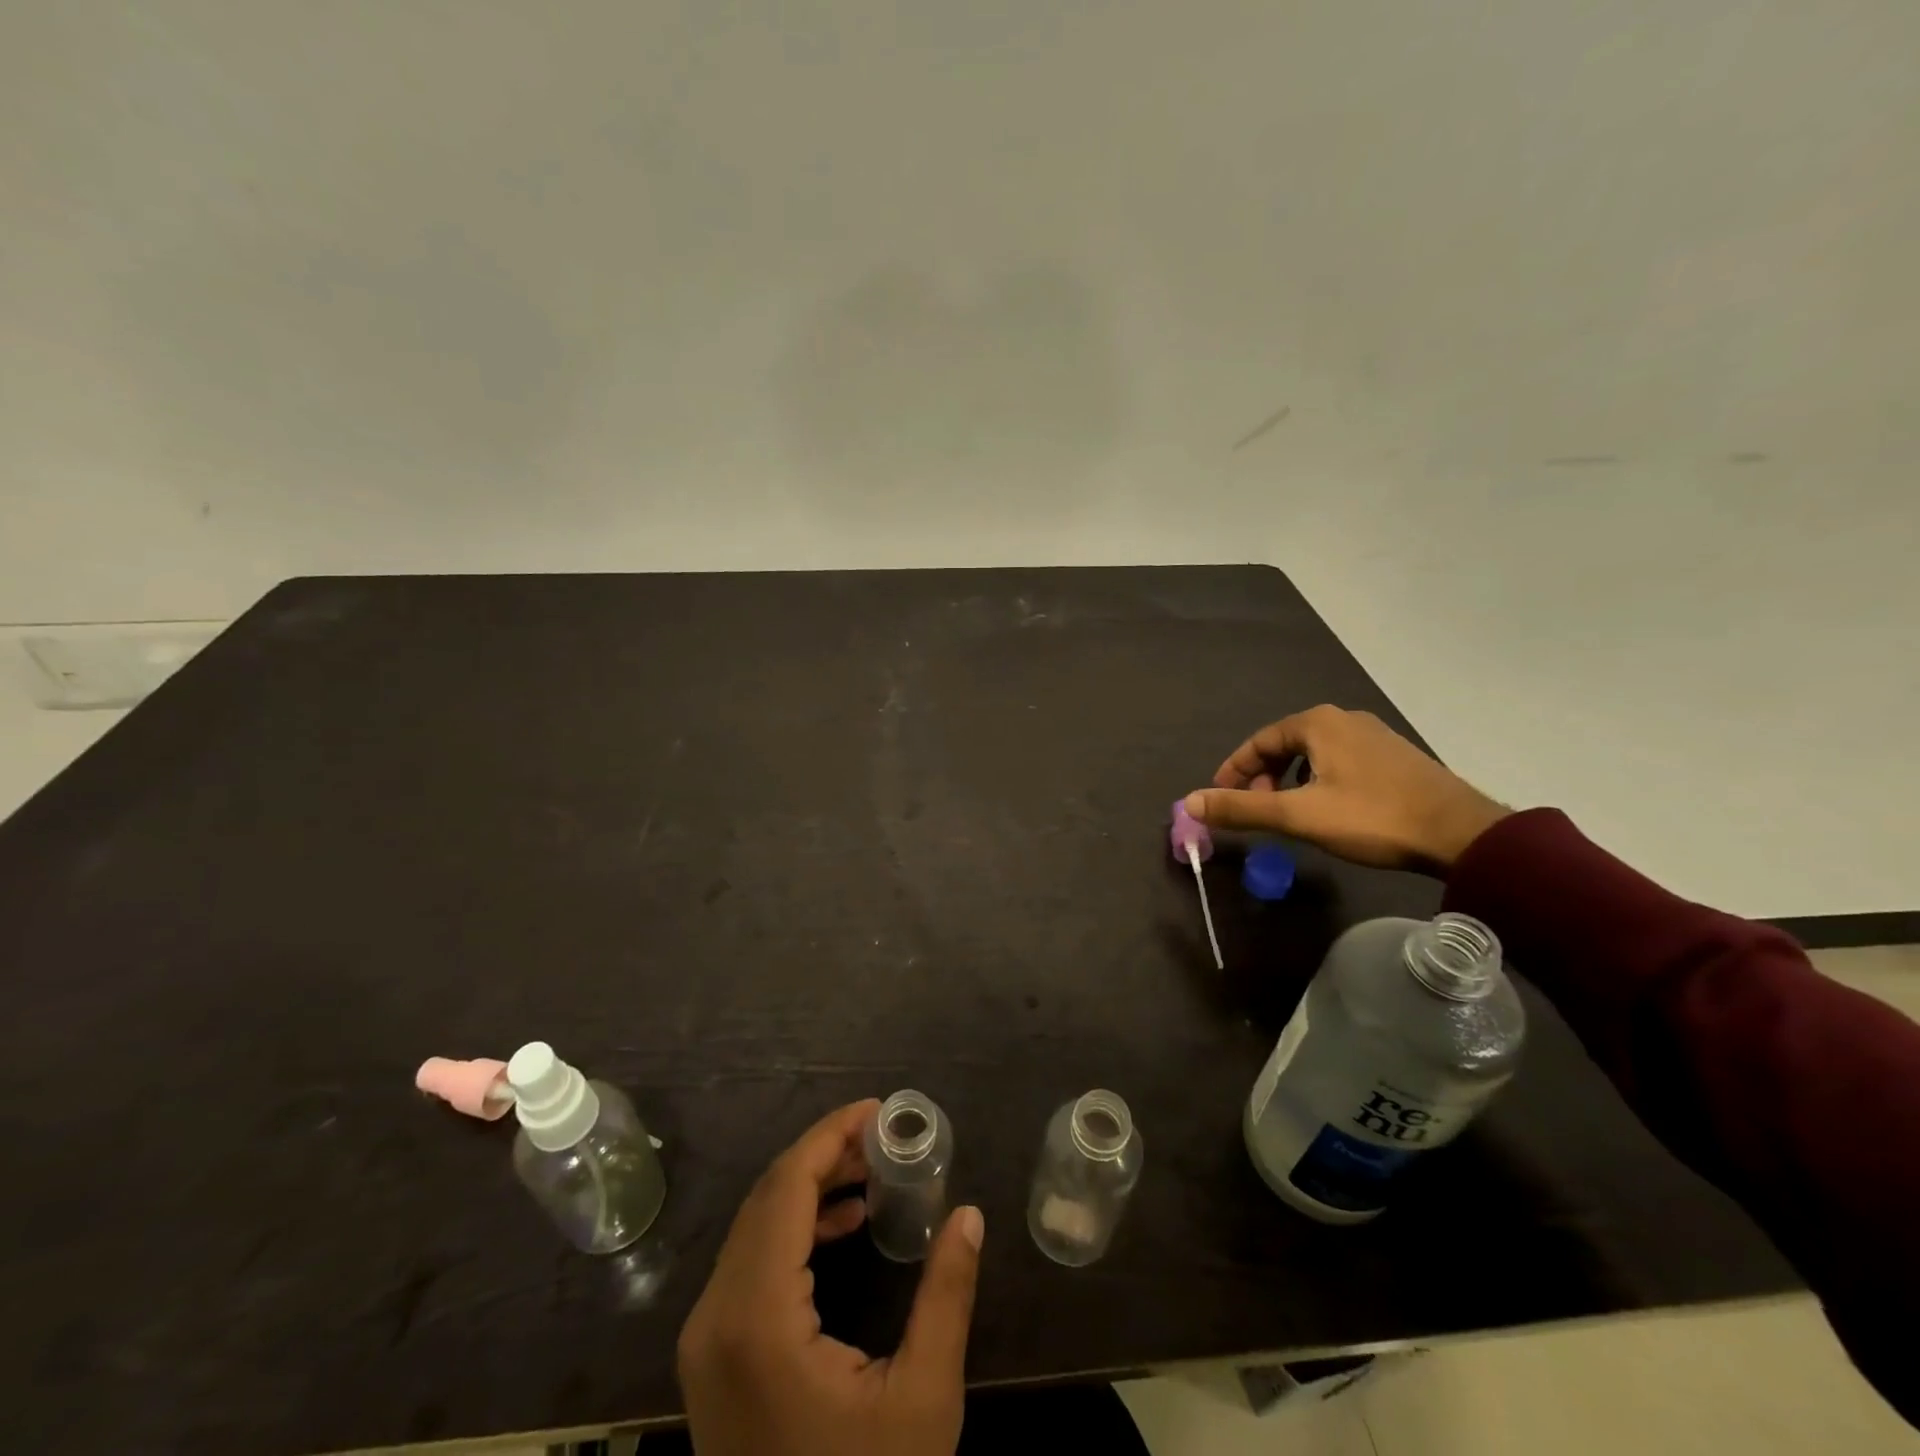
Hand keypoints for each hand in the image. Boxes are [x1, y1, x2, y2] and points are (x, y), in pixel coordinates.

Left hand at [677, 1100, 984, 1455]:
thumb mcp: (922, 1402)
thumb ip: (946, 1296)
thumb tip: (970, 1214)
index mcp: (757, 1318)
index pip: (787, 1187)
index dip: (831, 1135)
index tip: (879, 1110)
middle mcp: (715, 1317)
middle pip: (768, 1197)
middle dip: (826, 1154)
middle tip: (884, 1137)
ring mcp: (706, 1341)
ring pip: (756, 1226)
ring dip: (811, 1187)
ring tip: (872, 1172)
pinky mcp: (713, 1360)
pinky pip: (751, 1262)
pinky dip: (794, 1228)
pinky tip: (843, 1225)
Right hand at [1183, 705, 1507, 873]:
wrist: (1462, 833)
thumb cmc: (1373, 817)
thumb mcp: (1299, 815)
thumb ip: (1242, 808)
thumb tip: (1190, 802)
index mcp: (1318, 723)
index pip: (1259, 741)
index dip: (1234, 770)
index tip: (1220, 797)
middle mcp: (1344, 720)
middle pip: (1285, 744)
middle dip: (1262, 776)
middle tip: (1255, 808)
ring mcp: (1374, 736)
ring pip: (1313, 753)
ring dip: (1290, 779)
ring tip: (1286, 811)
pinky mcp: (1395, 756)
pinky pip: (1339, 760)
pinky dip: (1317, 779)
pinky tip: (1326, 807)